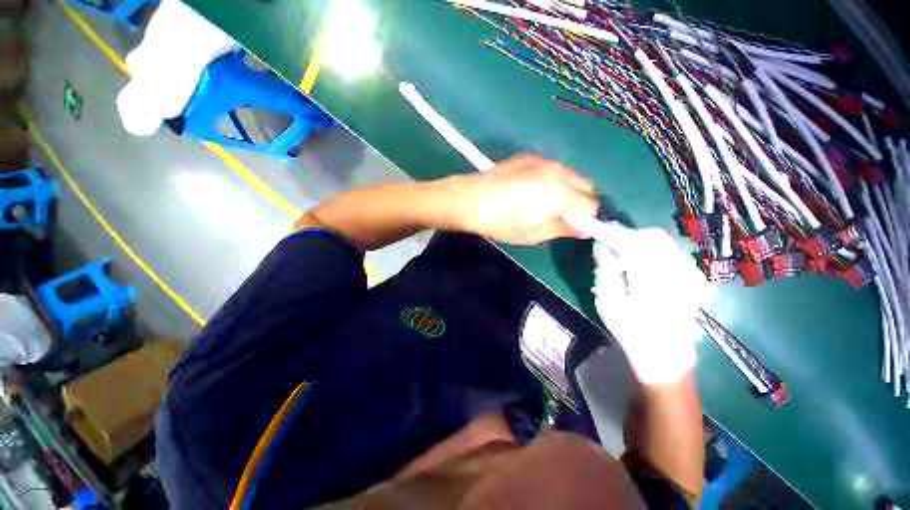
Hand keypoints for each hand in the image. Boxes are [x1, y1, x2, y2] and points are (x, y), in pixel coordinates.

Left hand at [449, 155, 598, 244]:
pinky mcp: (528, 156)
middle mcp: (558, 172)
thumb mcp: (532, 234)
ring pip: (569, 173)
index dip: (584, 218)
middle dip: (578, 200)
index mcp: (562, 194)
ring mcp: (543, 160)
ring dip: (566, 187)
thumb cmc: (501, 222)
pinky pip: (550, 166)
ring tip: (542, 200)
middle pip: (585, 185)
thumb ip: (562, 229)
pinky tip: (528, 187)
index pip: (590, 205)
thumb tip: (583, 229)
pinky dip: (550, 177)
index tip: (571, 225)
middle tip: (558, 213)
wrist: (471, 199)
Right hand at [590, 224, 710, 383]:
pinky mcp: (692, 274)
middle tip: (599, 239)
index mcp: (657, 283)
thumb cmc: (632, 332)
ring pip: (658, 240)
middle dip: (620, 234)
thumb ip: (605, 269)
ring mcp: (691, 273)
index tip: (582, 220)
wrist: (666, 355)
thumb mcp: (608, 302)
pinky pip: (665, 249)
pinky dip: (645, 247)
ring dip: (632, 239)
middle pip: (648, 237)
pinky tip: (633, 259)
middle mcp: (681, 273)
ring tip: (614, 250)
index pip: (628, 244)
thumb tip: (600, 243)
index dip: (603, 230)